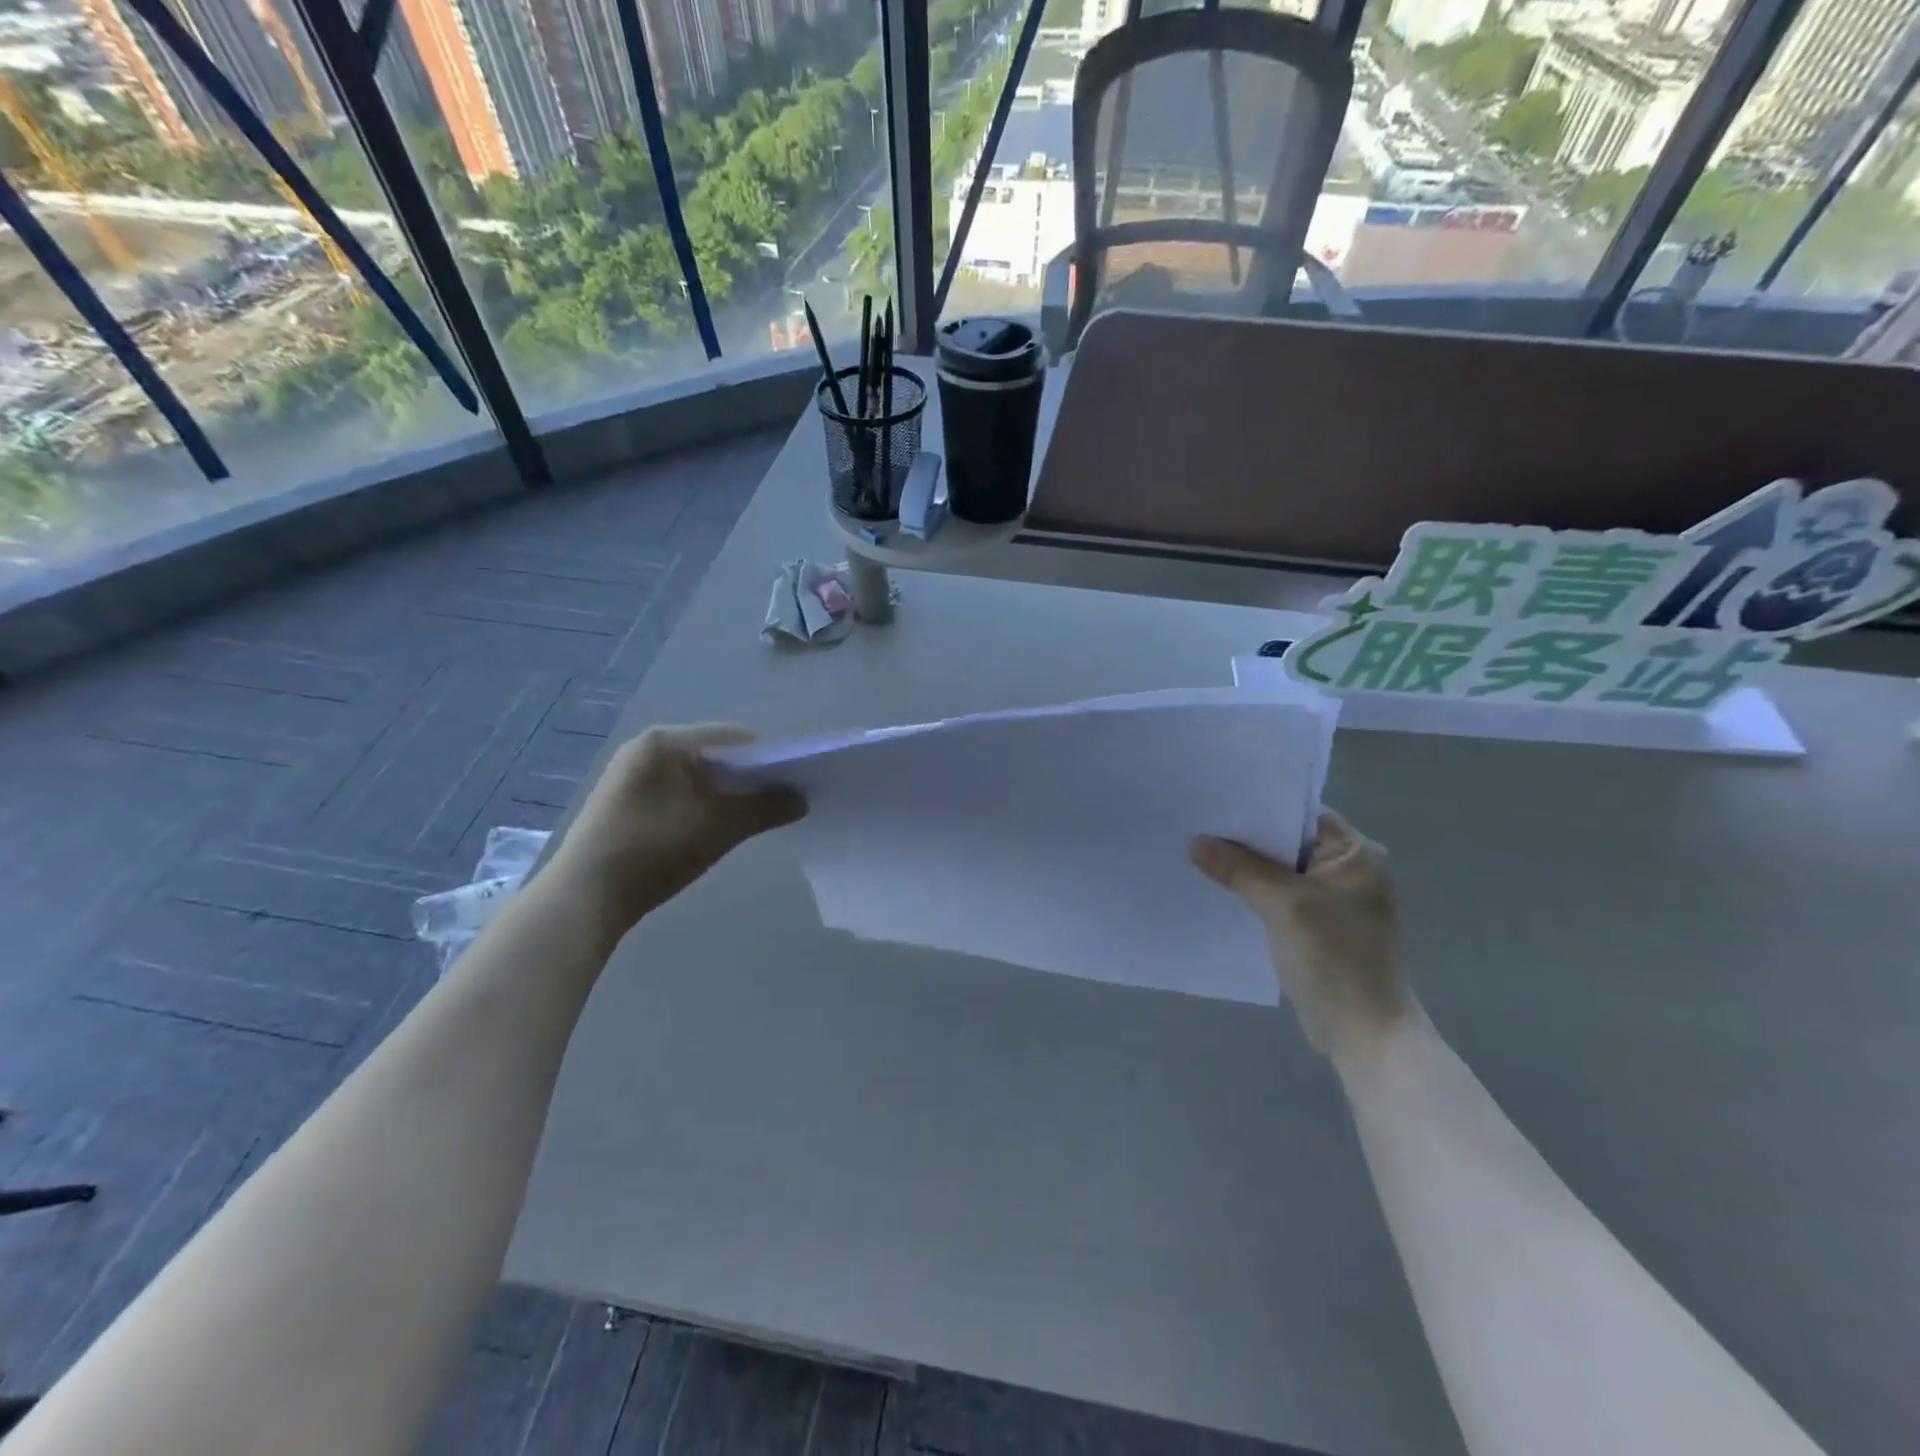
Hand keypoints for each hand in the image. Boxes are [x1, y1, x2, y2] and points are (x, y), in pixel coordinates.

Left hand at [545, 724, 804, 933]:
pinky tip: (715, 828)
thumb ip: (765, 809)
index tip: (797, 781)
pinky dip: (704, 803)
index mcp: (666, 741)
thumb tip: (802, 800)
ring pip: (698, 775)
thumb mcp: (718, 828)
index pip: (734, 737)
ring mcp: (633, 773)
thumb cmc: (653, 850)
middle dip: (750, 777)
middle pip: (716, 754)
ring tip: (754, 817)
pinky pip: (679, 790)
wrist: (584, 897)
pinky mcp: (627, 799)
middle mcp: (647, 747)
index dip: (770, 757)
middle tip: (781, 801)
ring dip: (728, 793)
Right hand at [1192, 810, 1410, 1063]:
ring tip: (1199, 855)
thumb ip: (1239, 868)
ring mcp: (1335, 901)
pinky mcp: (1320, 927)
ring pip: (1281, 872)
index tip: (1215, 803)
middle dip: (1245, 839)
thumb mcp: (1281, 904)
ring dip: (1246, 869)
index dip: (1258, 808)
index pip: (1300, 815)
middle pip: (1288, 843)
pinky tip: (1219, 891)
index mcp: (1356, 855)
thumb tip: (1196, 842)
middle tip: (1198, 826)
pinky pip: (1281, 898)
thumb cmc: (1333, 956)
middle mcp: (1349, 871)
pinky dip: (1255, 894)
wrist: (1362, 1031)